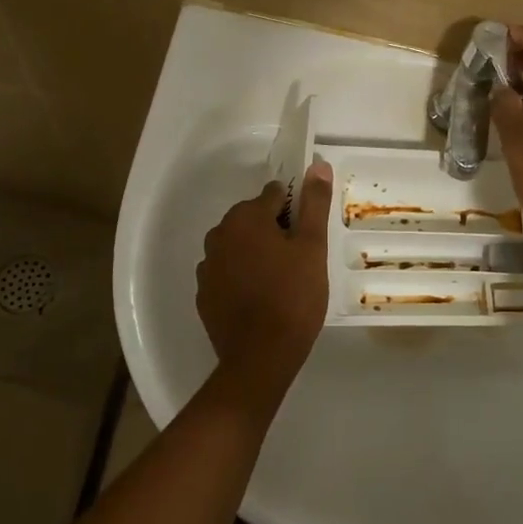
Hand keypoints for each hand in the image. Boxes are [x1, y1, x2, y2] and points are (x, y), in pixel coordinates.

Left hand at [196, 161, 332, 393]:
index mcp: (246, 218)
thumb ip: (314, 203)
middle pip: (251, 219)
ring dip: (256, 253)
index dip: (293, 210)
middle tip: (299, 259)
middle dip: (273, 230)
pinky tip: (260, 298)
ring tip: (281, 280)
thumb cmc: (293, 297)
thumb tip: (318, 165)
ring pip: (238, 246)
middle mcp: (219, 234)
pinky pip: (227, 273)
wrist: (260, 358)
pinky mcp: (204, 294)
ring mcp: (208, 266)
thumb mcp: (313, 248)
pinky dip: (241, 277)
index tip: (307, 233)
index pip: (272, 195)